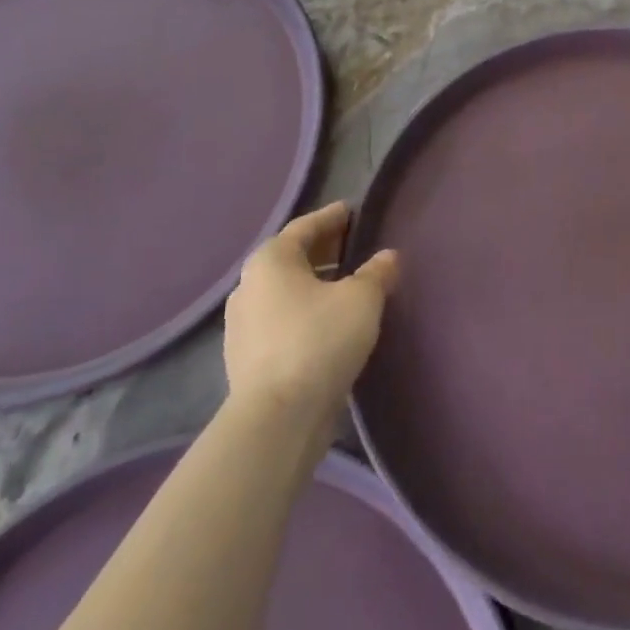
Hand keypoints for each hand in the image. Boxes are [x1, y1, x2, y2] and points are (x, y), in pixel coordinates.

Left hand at [222, 202, 398, 425]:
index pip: (304, 227)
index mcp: (270, 260)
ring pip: (285, 292)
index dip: (331, 217)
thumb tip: (387, 257)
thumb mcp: (361, 299)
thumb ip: (376, 272)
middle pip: (291, 258)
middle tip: (352, 245)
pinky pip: (281, 320)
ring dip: (313, 284)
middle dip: (323, 250)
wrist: (277, 418)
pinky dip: (304, 312)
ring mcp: (242, 325)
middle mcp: (248, 286)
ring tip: (345, 286)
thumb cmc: (319, 341)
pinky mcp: (246, 359)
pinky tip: (328, 323)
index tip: (351, 211)